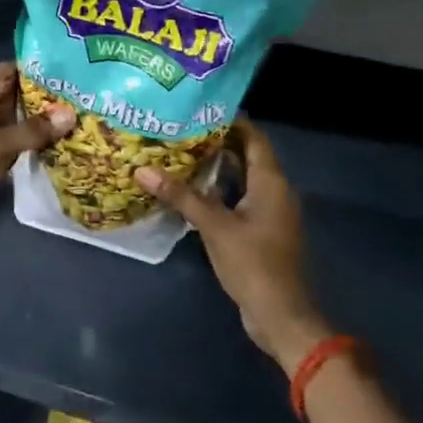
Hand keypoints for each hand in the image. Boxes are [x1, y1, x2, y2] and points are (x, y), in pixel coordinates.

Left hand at [0, 63, 75, 240]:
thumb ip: (29, 131)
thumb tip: (70, 114)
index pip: (6, 74)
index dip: (33, 69)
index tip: (66, 69)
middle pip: (13, 101)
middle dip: (42, 101)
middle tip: (81, 99)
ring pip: (14, 129)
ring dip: (38, 129)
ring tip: (78, 123)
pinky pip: (10, 154)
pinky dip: (29, 153)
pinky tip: (56, 154)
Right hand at [134, 119, 327, 370]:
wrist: (279, 314)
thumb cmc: (252, 263)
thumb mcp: (213, 226)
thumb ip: (180, 196)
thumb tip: (142, 169)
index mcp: (270, 182)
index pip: (254, 138)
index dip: (231, 120)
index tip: (199, 108)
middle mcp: (275, 191)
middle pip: (247, 155)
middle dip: (217, 141)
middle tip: (180, 128)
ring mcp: (269, 213)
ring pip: (242, 178)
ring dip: (216, 167)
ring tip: (180, 153)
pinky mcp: (261, 231)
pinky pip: (239, 198)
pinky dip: (218, 190)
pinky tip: (190, 190)